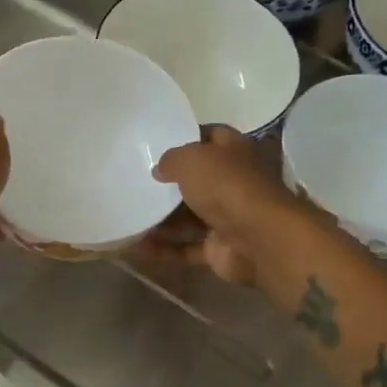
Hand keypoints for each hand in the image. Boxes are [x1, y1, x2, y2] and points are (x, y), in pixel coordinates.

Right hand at [142, 126, 306, 285]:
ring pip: (188, 217)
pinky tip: (136, 247)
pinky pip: (185, 248)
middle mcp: (233, 183)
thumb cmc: (226, 186)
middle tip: (135, 182)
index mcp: (234, 152)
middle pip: (197, 180)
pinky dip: (163, 249)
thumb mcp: (191, 159)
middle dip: (169, 183)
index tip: (157, 142)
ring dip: (160, 219)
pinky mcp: (219, 249)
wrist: (258, 239)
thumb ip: (171, 160)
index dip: (186, 137)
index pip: (210, 137)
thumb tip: (160, 170)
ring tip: (128, 216)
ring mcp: (227, 218)